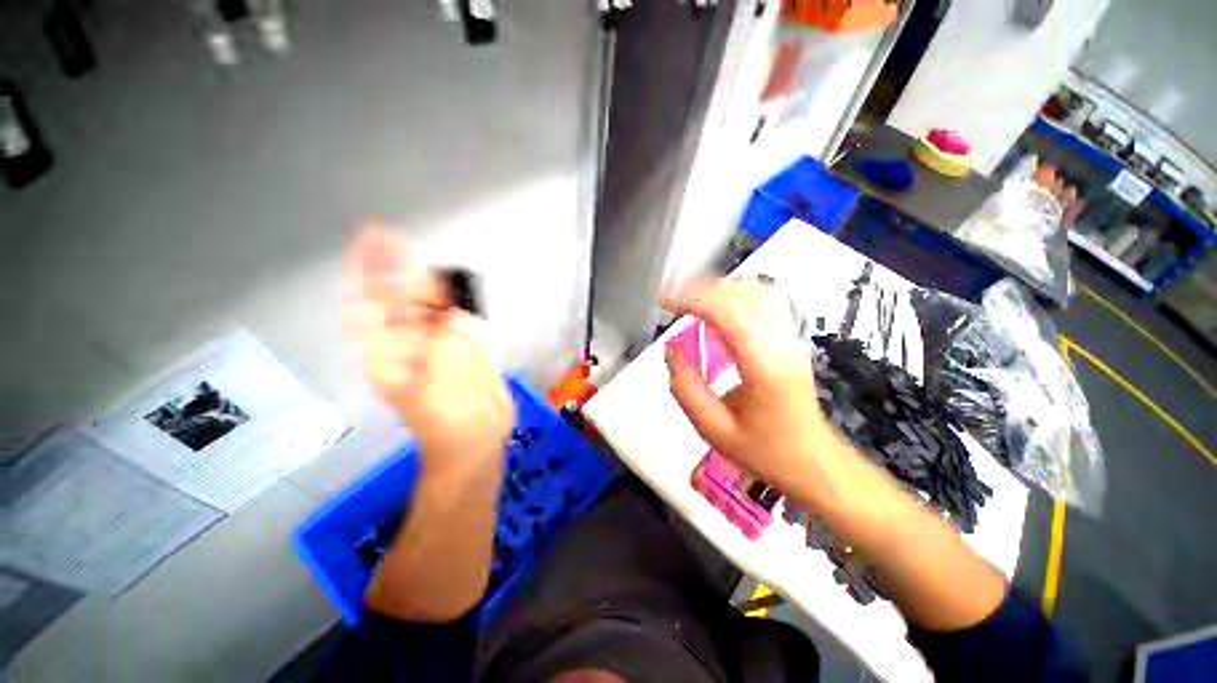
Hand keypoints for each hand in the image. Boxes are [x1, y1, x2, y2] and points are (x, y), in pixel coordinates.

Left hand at [348, 225, 513, 467]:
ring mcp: (439, 345)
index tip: (373, 237)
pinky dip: (462, 309)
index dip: (369, 270)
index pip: (371, 305)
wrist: (475, 442)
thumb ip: (445, 347)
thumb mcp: (439, 386)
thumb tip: (455, 317)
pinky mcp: (465, 350)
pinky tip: (462, 300)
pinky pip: (462, 321)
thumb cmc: (448, 422)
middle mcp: (409, 343)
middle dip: (399, 270)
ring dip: (436, 289)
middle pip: (401, 299)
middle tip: (397, 239)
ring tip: (441, 274)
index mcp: (389, 353)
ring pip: (434, 307)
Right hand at [663, 279, 833, 493]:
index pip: (728, 314)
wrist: (812, 460)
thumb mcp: (713, 429)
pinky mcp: (790, 338)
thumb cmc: (763, 450)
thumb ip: (685, 388)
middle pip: (742, 295)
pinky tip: (718, 303)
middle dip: (701, 289)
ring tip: (689, 299)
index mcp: (763, 367)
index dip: (693, 299)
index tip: (665, 302)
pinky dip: (735, 293)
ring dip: (718, 288)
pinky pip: (765, 301)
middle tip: (672, 300)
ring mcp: (790, 338)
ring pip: (755, 292)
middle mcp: (781, 344)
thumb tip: (671, 349)